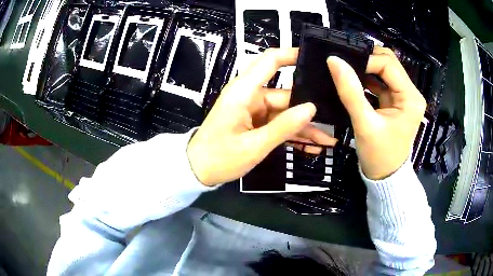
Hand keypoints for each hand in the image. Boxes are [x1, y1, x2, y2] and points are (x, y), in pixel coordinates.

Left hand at [188, 48, 335, 185]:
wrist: (197, 171)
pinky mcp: (254, 123)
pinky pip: (278, 124)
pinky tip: (312, 146)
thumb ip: (284, 126)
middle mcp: (250, 95)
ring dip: (304, 127)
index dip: (292, 54)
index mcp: (244, 91)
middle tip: (335, 116)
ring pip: (285, 112)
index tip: (316, 57)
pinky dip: (292, 134)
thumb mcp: (254, 145)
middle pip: (286, 94)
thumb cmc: (219, 158)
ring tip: (327, 140)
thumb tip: (311, 109)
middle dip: (309, 108)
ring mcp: (253, 110)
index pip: (270, 61)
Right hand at [327, 47, 425, 179]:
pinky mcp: (396, 102)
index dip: (366, 60)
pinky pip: (382, 82)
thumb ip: (350, 91)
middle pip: (389, 63)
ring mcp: (404, 97)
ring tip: (347, 69)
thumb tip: (333, 60)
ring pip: (385, 70)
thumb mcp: (364, 124)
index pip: (388, 65)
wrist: (385, 177)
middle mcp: (411, 93)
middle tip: (346, 63)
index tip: (344, 64)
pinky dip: (368, 78)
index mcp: (410, 98)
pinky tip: (354, 80)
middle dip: (368, 60)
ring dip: (367, 68)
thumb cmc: (378, 155)